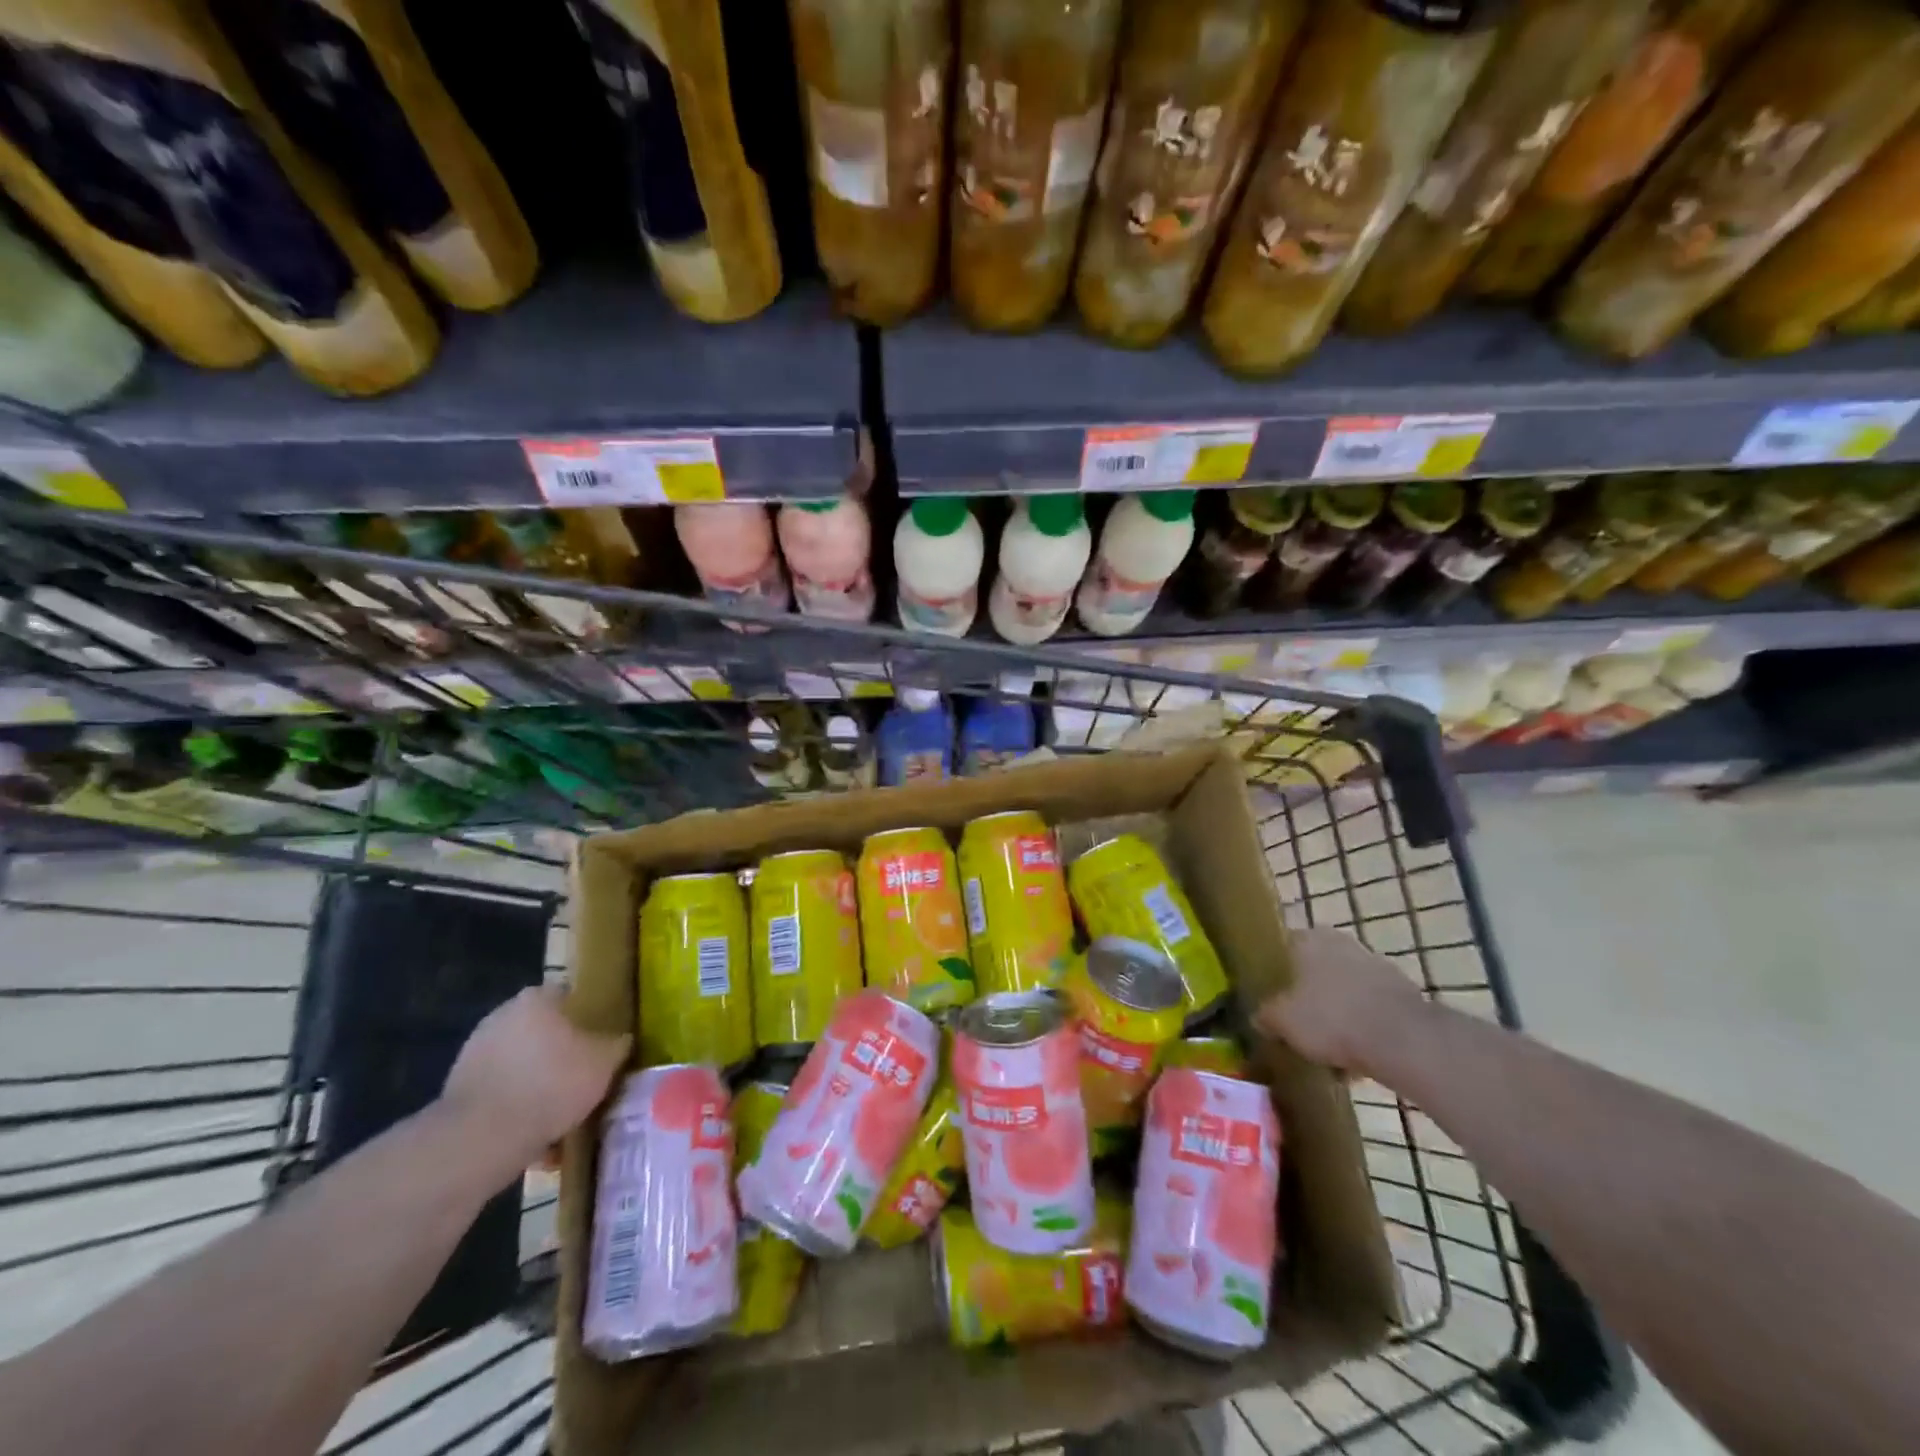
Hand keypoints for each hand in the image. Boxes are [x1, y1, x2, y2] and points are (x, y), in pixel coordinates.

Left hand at [440, 986, 629, 1169]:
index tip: (601, 1043)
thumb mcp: (604, 1063)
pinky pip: (501, 1090)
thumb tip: (621, 1040)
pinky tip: (533, 1131)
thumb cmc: (551, 1085)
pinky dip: (515, 1105)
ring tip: (560, 1111)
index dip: (589, 1019)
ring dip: (537, 1080)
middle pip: (543, 1030)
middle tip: (583, 1077)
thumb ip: (617, 1045)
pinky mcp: (458, 1088)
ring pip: (521, 1062)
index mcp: (538, 998)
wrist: (479, 1138)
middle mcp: (503, 1014)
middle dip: (561, 1051)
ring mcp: (475, 1051)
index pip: (571, 997)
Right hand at [1254, 928, 1427, 1076]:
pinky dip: (1363, 1029)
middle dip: (1308, 996)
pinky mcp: (1403, 994)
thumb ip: (1266, 1015)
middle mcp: (1341, 942)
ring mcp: (1376, 966)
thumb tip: (1260, 1017)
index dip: (1274, 974)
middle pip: (1315, 970)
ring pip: (1345, 991)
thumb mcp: (1282, 1021)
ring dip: (1338, 1014)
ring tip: (1328, 1050)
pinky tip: (1357, 1059)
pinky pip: (1371, 1011)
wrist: (1404, 1040)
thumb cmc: (1331, 1018)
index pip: (1282, 948)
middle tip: (1298, 1025)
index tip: (1271, 999)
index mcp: (1308, 939)